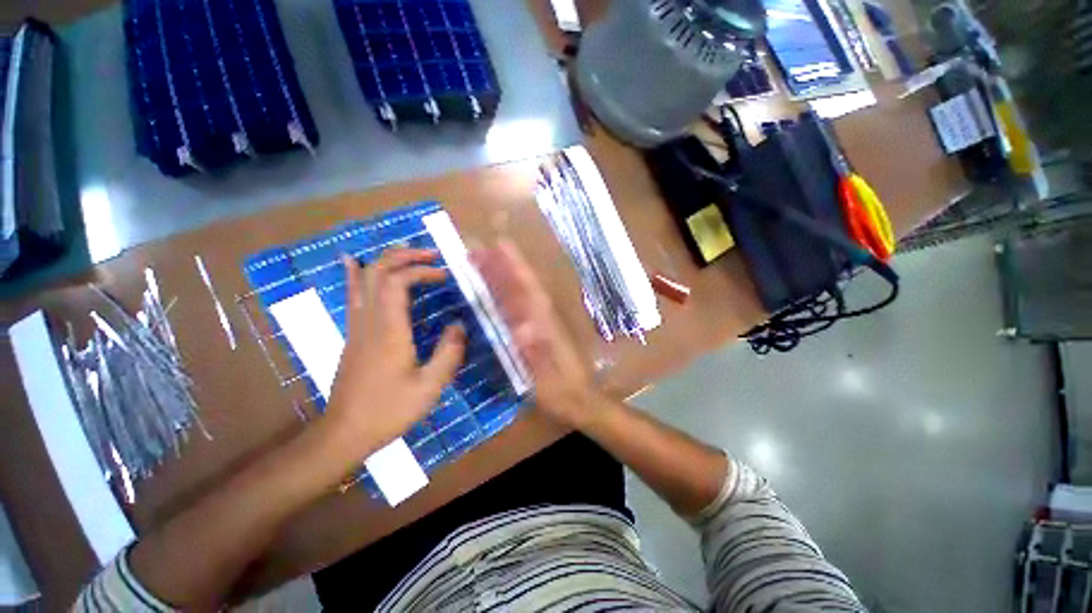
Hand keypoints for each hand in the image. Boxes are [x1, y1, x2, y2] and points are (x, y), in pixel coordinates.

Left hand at [324, 249, 465, 462]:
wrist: (344, 432)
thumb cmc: (389, 410)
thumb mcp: (429, 387)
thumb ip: (449, 353)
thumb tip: (459, 326)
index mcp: (389, 330)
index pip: (398, 282)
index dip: (421, 271)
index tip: (444, 275)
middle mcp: (369, 320)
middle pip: (379, 272)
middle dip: (405, 257)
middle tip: (431, 255)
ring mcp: (357, 326)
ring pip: (364, 279)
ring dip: (386, 260)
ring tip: (408, 253)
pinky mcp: (353, 334)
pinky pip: (353, 295)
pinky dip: (355, 274)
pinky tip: (352, 261)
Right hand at [471, 240, 597, 428]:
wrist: (580, 400)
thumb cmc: (564, 391)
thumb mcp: (549, 379)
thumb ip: (537, 354)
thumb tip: (521, 329)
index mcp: (545, 324)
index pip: (528, 288)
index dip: (515, 266)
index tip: (500, 245)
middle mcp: (543, 317)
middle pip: (521, 285)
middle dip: (501, 266)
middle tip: (476, 251)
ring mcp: (540, 324)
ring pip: (518, 293)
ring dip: (501, 276)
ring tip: (480, 262)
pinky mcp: (536, 332)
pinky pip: (517, 308)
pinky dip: (505, 295)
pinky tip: (494, 291)